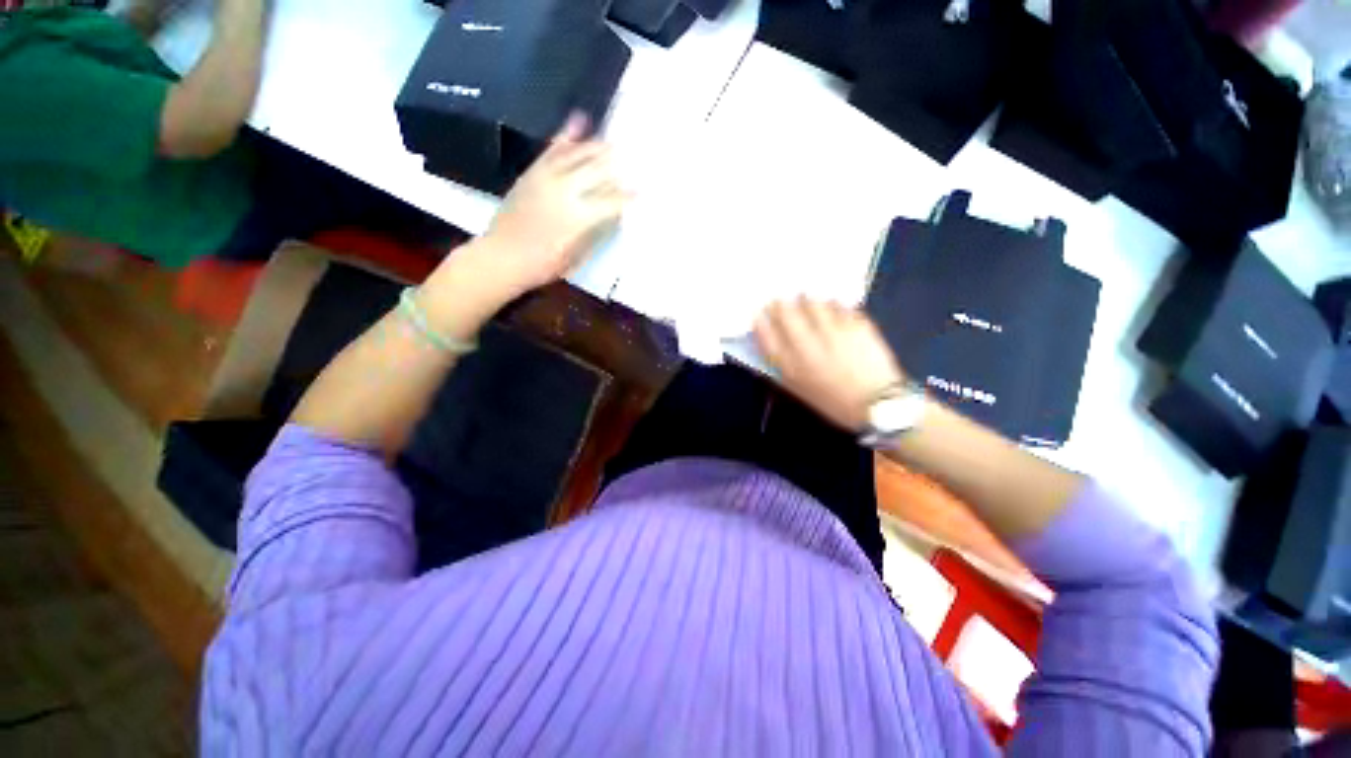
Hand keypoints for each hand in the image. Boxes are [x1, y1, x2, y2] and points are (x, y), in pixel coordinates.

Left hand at [477, 113, 630, 298]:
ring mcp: (547, 176)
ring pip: (578, 154)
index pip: (612, 200)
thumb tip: (613, 215)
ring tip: (615, 143)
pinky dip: (567, 135)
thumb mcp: (578, 254)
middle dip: (619, 165)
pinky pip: (553, 149)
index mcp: (579, 216)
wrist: (503, 255)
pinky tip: (580, 120)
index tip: (643, 192)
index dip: (629, 196)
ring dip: (598, 147)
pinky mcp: (533, 171)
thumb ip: (596, 231)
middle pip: (598, 170)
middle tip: (636, 159)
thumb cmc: (544, 263)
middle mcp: (565, 190)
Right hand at [754, 298, 905, 432]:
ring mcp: (833, 332)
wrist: (876, 404)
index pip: (766, 334)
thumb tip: (771, 339)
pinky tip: (833, 309)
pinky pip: (839, 305)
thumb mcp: (799, 389)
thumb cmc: (833, 400)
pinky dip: (832, 305)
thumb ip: (782, 365)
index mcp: (791, 366)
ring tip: (807, 300)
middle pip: (785, 312)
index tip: (760, 313)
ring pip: (812, 302)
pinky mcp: (856, 324)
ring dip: (806, 300)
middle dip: (780, 303)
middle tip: (781, 300)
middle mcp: (808, 345)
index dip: (760, 321)